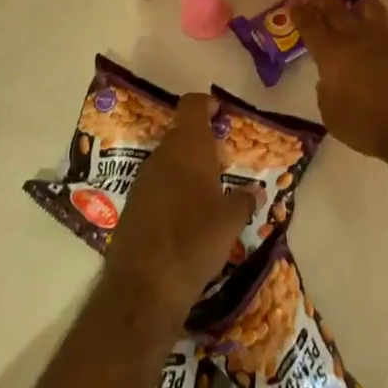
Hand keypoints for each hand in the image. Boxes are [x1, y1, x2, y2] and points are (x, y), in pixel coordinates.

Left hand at [103, 94, 254, 322]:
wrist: (144, 284)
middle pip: (181, 134)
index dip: (206, 104)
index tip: (220, 113)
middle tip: (222, 163)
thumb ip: (245, 201)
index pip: (192, 105)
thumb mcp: (231, 221)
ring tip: (207, 194)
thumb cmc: (195, 240)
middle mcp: (162, 155)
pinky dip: (172, 191)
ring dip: (186, 169)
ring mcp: (142, 179)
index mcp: (188, 147)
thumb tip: (255, 192)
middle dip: (201, 144)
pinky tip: (185, 218)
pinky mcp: (131, 204)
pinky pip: (156, 185)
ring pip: (168, 161)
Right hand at [294, 0, 387, 167]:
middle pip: (335, 8)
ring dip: (362, 9)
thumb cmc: (369, 125)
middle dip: (323, 1)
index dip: (300, 14)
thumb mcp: (333, 117)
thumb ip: (327, 93)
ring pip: (371, 6)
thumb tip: (329, 81)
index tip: (295, 6)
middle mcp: (357, 34)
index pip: (310, 25)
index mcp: (331, 53)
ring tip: (361, 14)